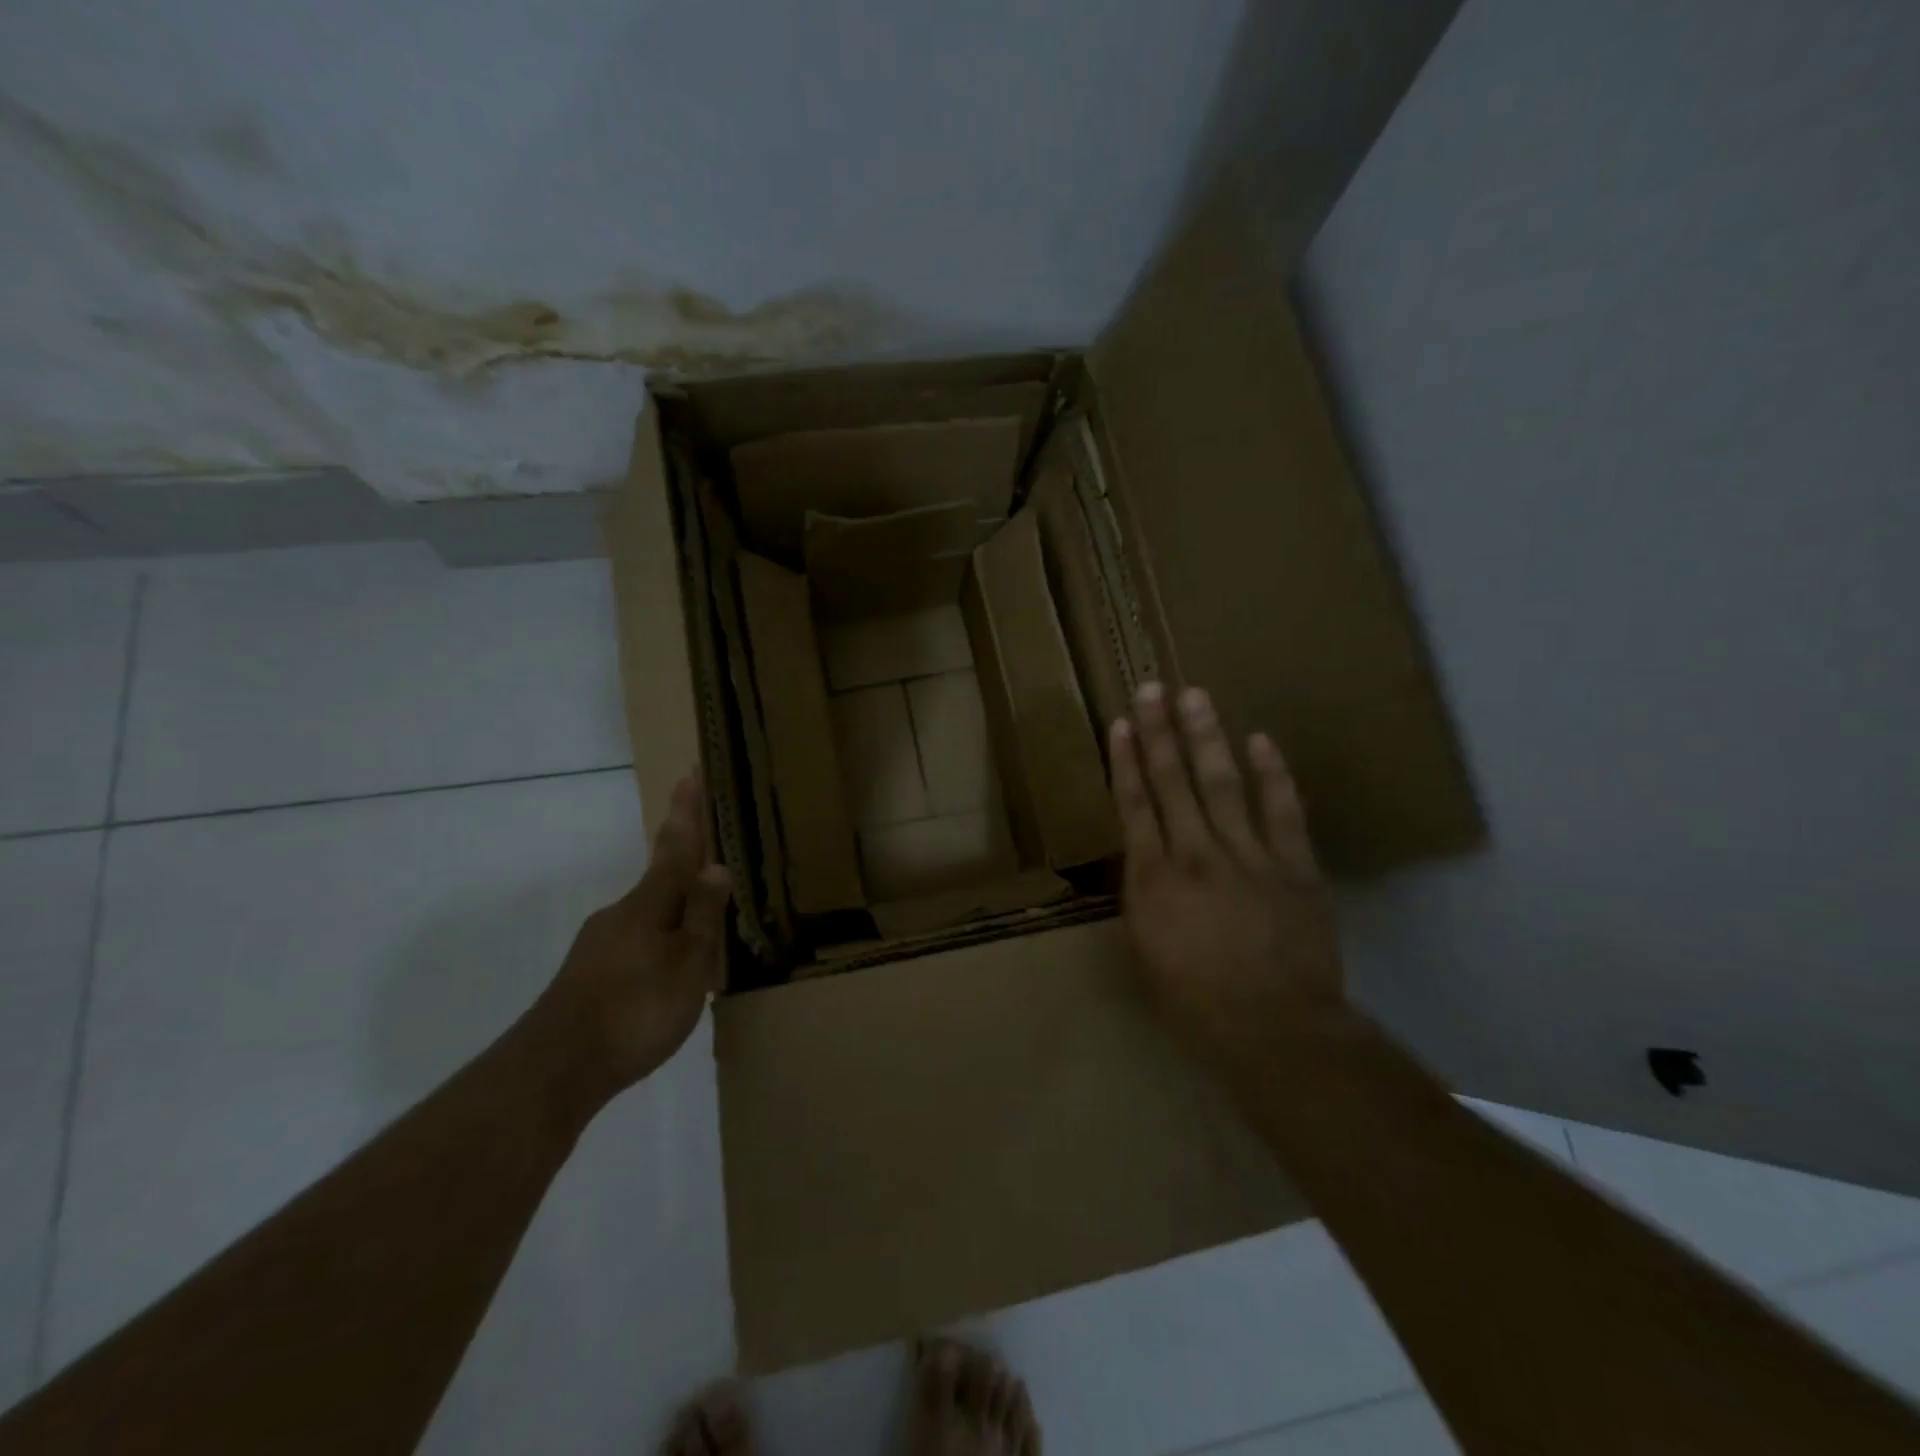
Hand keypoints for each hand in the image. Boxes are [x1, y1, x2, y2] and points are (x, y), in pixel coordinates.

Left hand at [539, 767, 731, 1096]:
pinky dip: (658, 948)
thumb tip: (715, 865)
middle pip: (663, 882)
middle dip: (687, 873)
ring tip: (702, 946)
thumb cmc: (636, 1009)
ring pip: (649, 918)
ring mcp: (599, 944)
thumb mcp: (687, 964)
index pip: (676, 846)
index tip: (690, 773)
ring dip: (675, 919)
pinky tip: (665, 980)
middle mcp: (621, 914)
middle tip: (714, 876)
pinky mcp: (588, 974)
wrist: (554, 1069)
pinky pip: (635, 946)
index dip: (686, 811)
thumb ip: (701, 916)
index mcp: (650, 904)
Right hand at [1110, 683, 1343, 1058]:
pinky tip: (1261, 741)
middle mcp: (1195, 854)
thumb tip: (1145, 868)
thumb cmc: (1196, 1003)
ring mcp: (1249, 855)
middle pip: (1173, 782)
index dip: (1126, 761)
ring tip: (1195, 696)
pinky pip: (1283, 811)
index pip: (1134, 806)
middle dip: (1160, 732)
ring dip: (1206, 737)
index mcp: (1153, 879)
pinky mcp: (1294, 866)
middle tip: (1152, 688)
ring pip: (1222, 784)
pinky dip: (1273, 775)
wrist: (1275, 1030)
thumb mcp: (1146, 954)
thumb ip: (1144, 902)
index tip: (1122, 724)